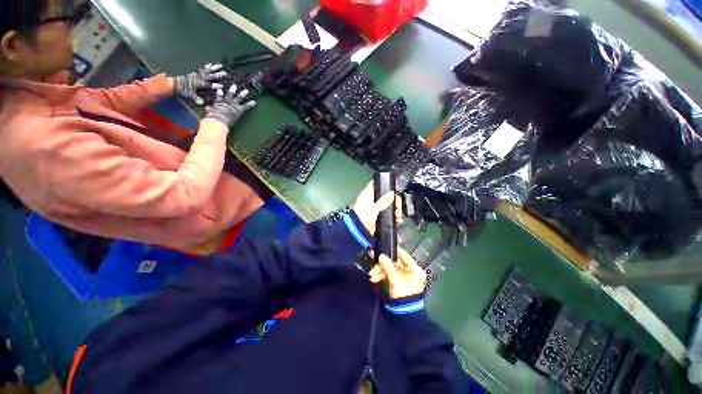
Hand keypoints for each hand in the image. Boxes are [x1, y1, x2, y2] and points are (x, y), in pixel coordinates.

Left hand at [174, 64, 228, 104]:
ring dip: (214, 68)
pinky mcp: (195, 73)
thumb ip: (196, 98)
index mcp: (199, 83)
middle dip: (218, 75)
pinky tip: (211, 65)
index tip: (222, 86)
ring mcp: (197, 74)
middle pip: (210, 76)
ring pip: (207, 71)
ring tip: (220, 66)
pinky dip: (207, 67)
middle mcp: (199, 78)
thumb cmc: (183, 90)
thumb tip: (201, 103)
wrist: (174, 84)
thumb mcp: (189, 95)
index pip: (209, 85)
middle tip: (226, 73)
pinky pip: (202, 69)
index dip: (215, 86)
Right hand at [204, 85, 256, 128]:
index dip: (220, 92)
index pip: (219, 95)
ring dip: (243, 94)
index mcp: (218, 102)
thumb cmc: (213, 116)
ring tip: (246, 90)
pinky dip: (250, 104)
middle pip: (230, 94)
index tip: (220, 88)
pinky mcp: (239, 109)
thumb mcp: (209, 112)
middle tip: (235, 85)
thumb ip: (209, 110)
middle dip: (232, 89)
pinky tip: (254, 102)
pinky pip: (246, 106)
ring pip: (239, 97)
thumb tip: (207, 109)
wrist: (219, 118)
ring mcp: (233, 104)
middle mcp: (226, 101)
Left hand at [352, 181, 402, 234]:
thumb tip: (391, 193)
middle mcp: (370, 201)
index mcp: (367, 195)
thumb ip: (383, 201)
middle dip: (393, 200)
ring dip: (394, 209)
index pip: (376, 185)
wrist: (359, 232)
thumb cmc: (362, 217)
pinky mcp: (377, 217)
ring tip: (398, 214)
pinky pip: (387, 214)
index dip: (384, 185)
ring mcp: (374, 209)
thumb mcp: (374, 208)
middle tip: (398, 205)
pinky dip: (393, 216)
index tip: (392, 189)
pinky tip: (397, 219)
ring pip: (387, 205)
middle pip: (385, 196)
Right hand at [369, 248, 425, 298]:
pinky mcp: (397, 285)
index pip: (404, 255)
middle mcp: (410, 272)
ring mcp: (404, 279)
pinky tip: (374, 278)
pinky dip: (381, 276)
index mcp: (415, 270)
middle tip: (373, 260)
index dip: (394, 251)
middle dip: (383, 263)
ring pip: (390, 269)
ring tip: (371, 274)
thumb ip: (388, 267)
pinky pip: (388, 276)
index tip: (384, 246)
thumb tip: (381, 255)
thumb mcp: (396, 280)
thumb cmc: (404, 295)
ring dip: (380, 270)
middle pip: (395, 263)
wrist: (404, 316)